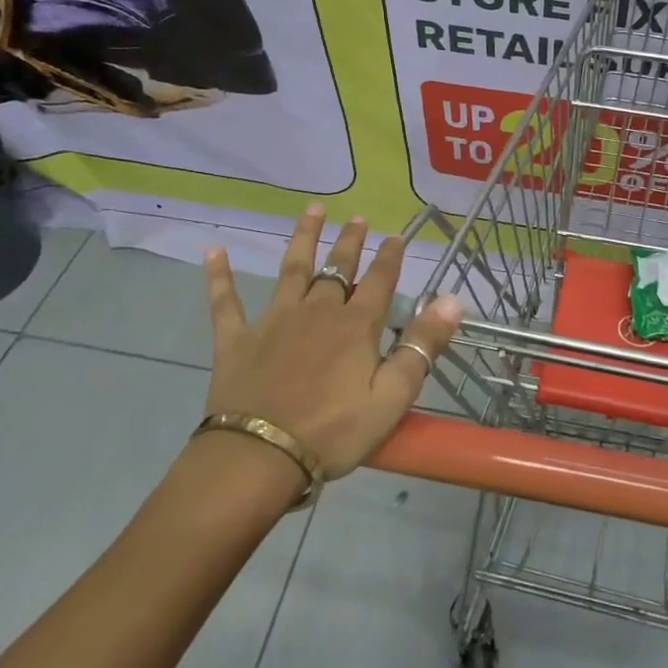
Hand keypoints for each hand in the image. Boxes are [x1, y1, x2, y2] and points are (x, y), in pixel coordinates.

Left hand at [202, 206, 462, 478]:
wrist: (259, 457)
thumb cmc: (333, 431)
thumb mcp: (393, 396)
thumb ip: (422, 345)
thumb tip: (453, 300)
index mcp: (355, 326)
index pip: (378, 281)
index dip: (390, 258)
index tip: (396, 236)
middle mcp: (316, 311)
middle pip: (337, 268)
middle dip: (350, 242)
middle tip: (358, 217)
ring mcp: (273, 321)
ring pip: (291, 270)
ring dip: (303, 238)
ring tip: (312, 210)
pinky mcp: (236, 340)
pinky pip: (225, 302)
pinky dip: (219, 277)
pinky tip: (214, 251)